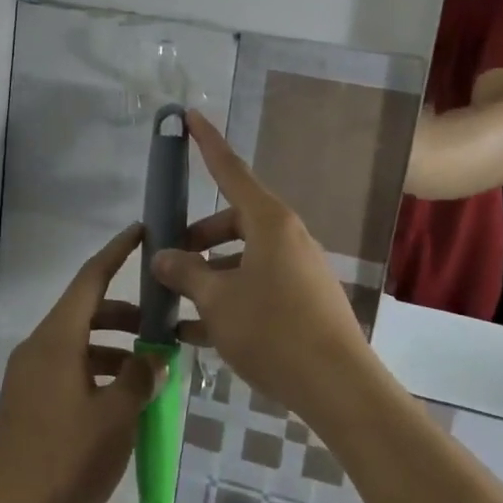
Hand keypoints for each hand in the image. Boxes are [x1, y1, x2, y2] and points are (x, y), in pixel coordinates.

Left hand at [0, 224, 164, 502]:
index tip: (140, 231)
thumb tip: (152, 358)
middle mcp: (40, 346)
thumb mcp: (115, 418)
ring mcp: (30, 375)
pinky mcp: (27, 403)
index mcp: (59, 338)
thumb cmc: (64, 458)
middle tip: (161, 322)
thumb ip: (138, 380)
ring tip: (148, 369)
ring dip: (113, 346)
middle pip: (85, 311)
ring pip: (78, 343)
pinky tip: (120, 400)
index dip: (117, 252)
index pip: (91, 279)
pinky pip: (68, 369)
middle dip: (124, 313)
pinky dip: (97, 370)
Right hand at [151, 111, 373, 424]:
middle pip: (232, 221)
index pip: (230, 170)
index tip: (189, 114)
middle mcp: (286, 237)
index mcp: (268, 222)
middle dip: (197, 237)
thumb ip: (186, 273)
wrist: (339, 389)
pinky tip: (195, 333)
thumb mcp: (218, 300)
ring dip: (209, 275)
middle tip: (167, 261)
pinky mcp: (303, 301)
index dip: (207, 142)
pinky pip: (256, 287)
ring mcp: (297, 270)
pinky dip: (228, 300)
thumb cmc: (273, 330)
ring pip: (242, 258)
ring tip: (175, 304)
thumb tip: (162, 256)